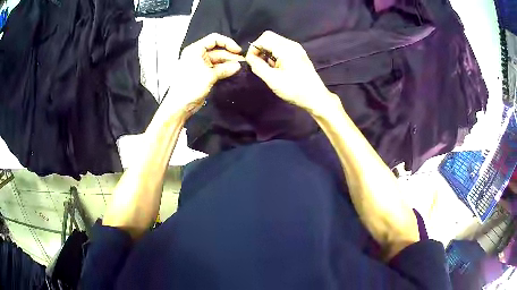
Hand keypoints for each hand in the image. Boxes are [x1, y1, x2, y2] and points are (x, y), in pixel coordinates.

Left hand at [165, 33, 243, 117]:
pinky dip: (224, 70)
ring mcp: (200, 65)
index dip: (227, 42)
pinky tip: (234, 72)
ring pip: (217, 60)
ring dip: (228, 63)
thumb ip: (225, 69)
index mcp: (195, 50)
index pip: (214, 39)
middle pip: (217, 50)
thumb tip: (238, 66)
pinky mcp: (203, 74)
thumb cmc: (191, 86)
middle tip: (243, 61)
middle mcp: (197, 55)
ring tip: (241, 67)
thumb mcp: (210, 75)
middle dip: (230, 55)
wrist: (180, 105)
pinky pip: (215, 68)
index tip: (238, 51)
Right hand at [246, 31, 338, 116]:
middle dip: (260, 48)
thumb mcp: (272, 79)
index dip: (254, 48)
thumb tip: (249, 57)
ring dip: (267, 51)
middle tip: (258, 63)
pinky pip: (282, 47)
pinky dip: (275, 54)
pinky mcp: (299, 54)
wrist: (315, 97)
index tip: (251, 61)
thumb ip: (258, 66)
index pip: (264, 38)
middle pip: (269, 37)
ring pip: (275, 42)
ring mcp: (297, 48)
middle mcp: (292, 44)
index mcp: (286, 49)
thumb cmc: (294, 89)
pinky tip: (276, 67)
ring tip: (267, 67)